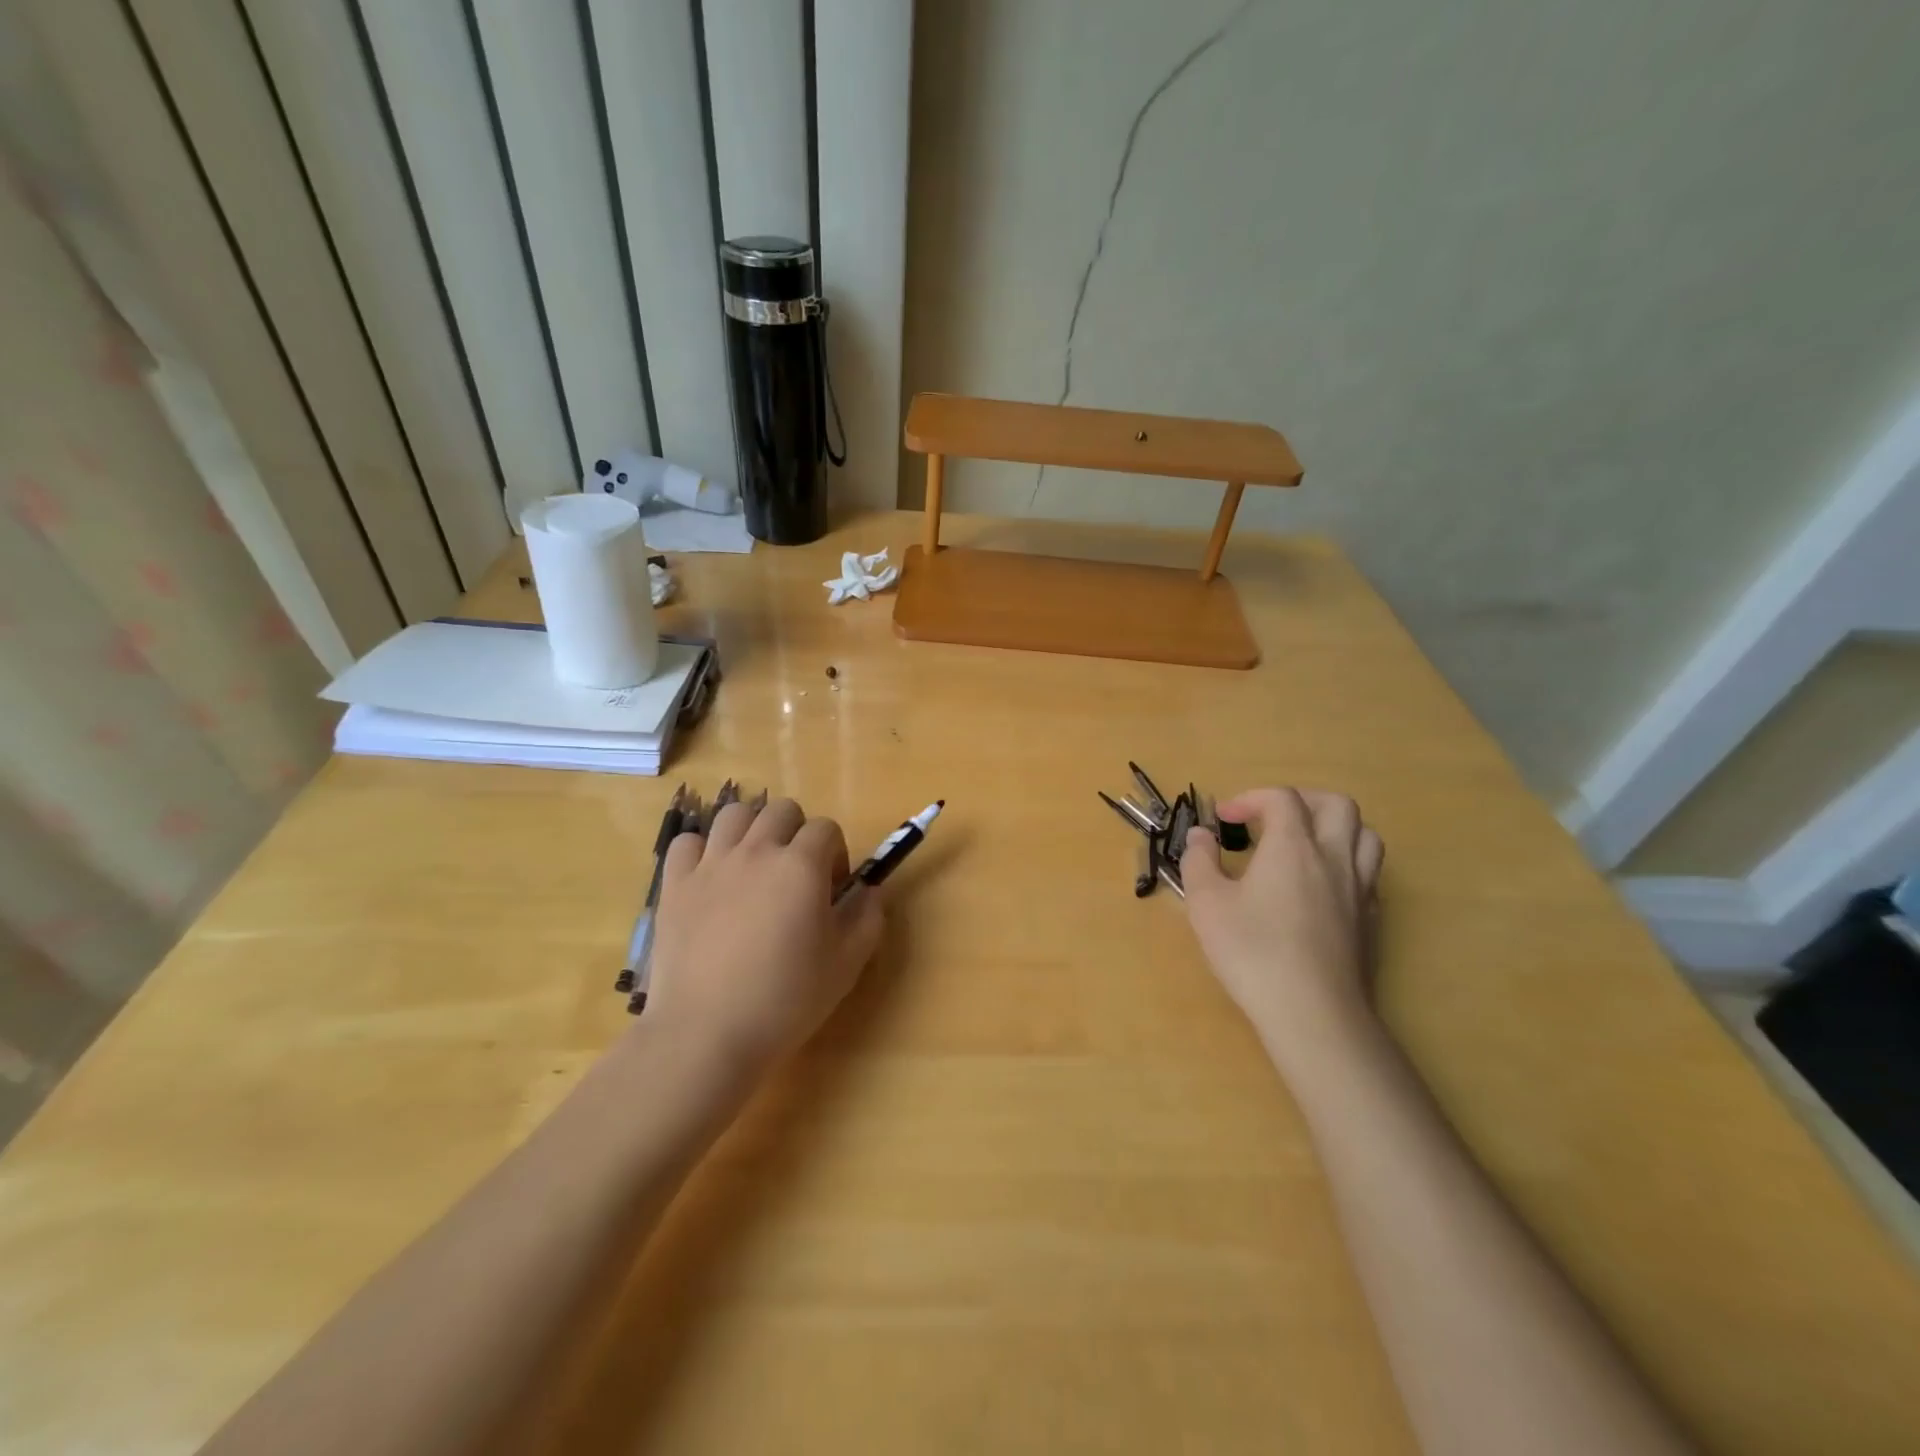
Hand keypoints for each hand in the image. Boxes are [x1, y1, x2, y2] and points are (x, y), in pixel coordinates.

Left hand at [645, 797, 884, 1068]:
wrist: (707, 1033)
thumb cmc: (785, 1000)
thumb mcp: (846, 965)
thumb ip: (868, 918)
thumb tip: (869, 891)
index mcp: (802, 866)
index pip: (826, 828)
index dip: (835, 853)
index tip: (832, 889)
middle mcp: (757, 851)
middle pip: (781, 810)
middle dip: (796, 832)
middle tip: (796, 874)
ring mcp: (711, 864)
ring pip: (734, 814)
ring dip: (751, 830)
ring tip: (753, 866)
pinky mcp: (675, 884)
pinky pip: (687, 842)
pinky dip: (701, 851)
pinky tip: (709, 879)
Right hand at [1180, 788, 1384, 1071]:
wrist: (1312, 1013)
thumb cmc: (1252, 951)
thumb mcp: (1206, 903)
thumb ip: (1199, 860)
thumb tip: (1201, 836)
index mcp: (1293, 846)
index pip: (1281, 798)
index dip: (1250, 798)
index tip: (1224, 820)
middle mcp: (1334, 857)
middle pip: (1336, 804)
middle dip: (1301, 800)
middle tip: (1271, 818)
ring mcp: (1360, 890)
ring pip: (1366, 836)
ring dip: (1334, 827)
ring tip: (1305, 844)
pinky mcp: (1372, 921)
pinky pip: (1369, 874)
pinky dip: (1346, 864)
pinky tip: (1322, 886)